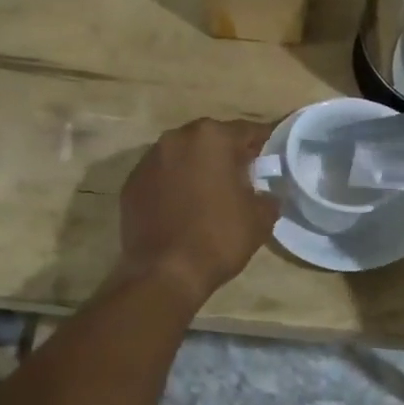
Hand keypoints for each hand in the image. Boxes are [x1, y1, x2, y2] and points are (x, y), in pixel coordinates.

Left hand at [117, 118, 277, 304]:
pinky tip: (182, 208)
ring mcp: (149, 160)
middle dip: (226, 154)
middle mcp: (177, 138)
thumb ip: (268, 195)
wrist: (164, 273)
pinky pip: (161, 176)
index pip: (247, 132)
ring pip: (183, 155)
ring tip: (210, 193)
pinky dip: (173, 185)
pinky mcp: (131, 183)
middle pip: (211, 139)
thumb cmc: (219, 238)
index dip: (263, 145)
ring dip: (197, 168)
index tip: (272, 158)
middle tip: (241, 178)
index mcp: (212, 138)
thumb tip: (265, 193)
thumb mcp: (261, 218)